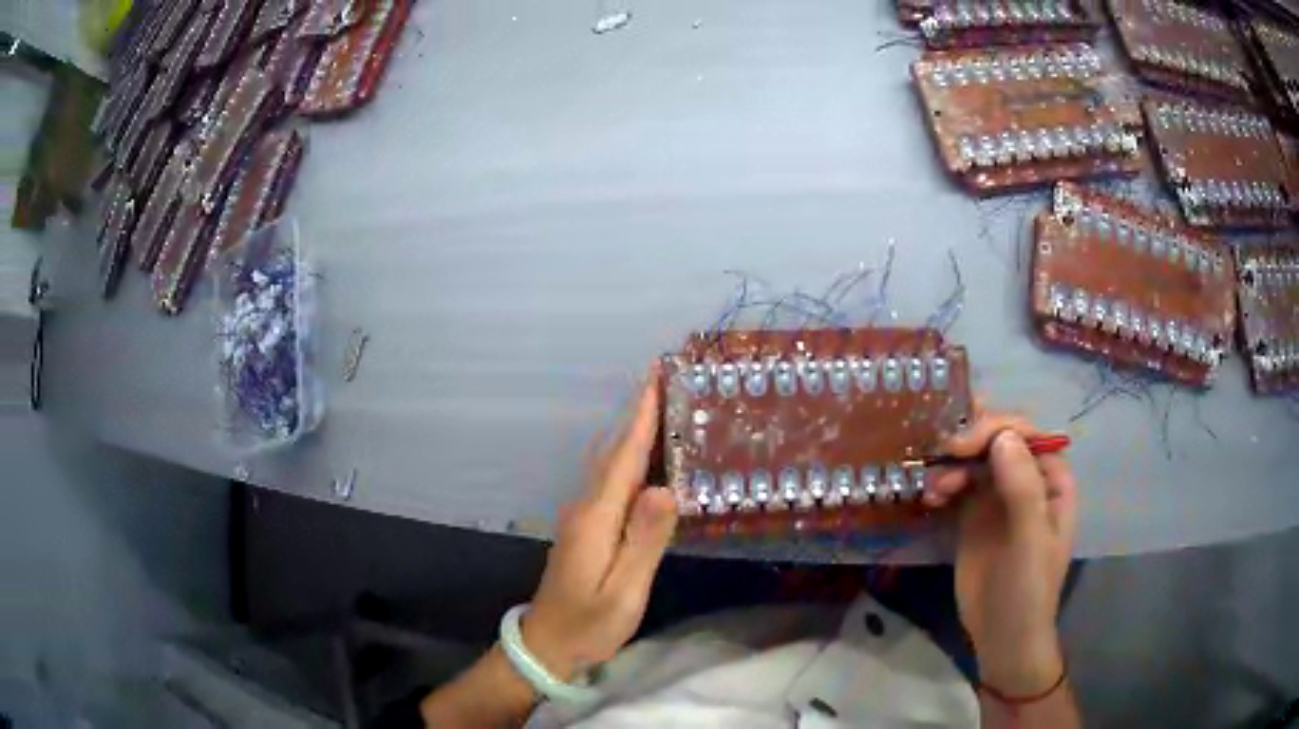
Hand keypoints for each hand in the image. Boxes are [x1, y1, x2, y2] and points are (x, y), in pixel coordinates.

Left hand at [522, 364, 678, 680]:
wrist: (547, 645)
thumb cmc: (590, 624)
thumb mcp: (624, 590)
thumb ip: (644, 540)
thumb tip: (665, 488)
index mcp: (597, 517)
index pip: (624, 456)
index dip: (642, 416)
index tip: (658, 377)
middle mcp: (586, 507)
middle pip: (615, 451)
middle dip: (640, 414)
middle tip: (669, 383)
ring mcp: (583, 517)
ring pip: (611, 464)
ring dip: (634, 433)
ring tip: (664, 410)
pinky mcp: (586, 529)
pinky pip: (610, 481)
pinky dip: (630, 460)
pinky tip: (647, 462)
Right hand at [924, 410, 1077, 695]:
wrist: (1002, 636)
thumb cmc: (1027, 588)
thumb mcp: (1030, 540)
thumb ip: (1022, 487)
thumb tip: (1002, 436)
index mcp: (1051, 479)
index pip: (1025, 434)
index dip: (995, 429)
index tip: (962, 447)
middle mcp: (1027, 479)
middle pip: (998, 439)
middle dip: (970, 443)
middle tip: (942, 457)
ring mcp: (999, 496)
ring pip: (975, 459)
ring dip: (952, 464)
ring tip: (935, 490)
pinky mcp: (974, 515)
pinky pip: (958, 484)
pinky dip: (943, 483)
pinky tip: (931, 498)